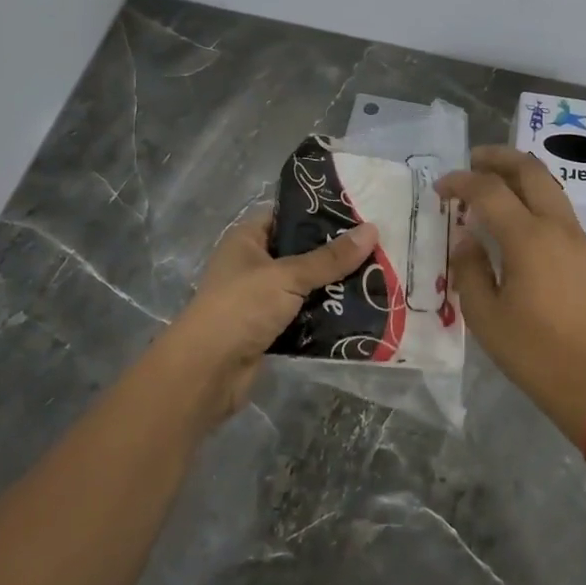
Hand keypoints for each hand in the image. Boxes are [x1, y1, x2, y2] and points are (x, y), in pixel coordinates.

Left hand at [149, 213, 378, 428]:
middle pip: (300, 251)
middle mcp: (253, 264)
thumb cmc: (241, 308)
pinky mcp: (270, 329)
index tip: (358, 212)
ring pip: (305, 285)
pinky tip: (360, 310)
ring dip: (333, 286)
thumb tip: (373, 230)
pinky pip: (304, 315)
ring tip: (378, 276)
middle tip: (377, 245)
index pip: (286, 215)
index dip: (318, 212)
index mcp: (247, 239)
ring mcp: (260, 298)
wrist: (207, 372)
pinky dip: (325, 315)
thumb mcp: (287, 276)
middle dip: (334, 253)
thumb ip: (330, 258)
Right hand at [437, 146, 585, 447]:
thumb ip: (469, 269)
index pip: (489, 190)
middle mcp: (557, 227)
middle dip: (499, 158)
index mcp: (528, 238)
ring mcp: (579, 239)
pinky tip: (519, 220)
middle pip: (530, 171)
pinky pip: (560, 211)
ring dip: (521, 175)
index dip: (461, 182)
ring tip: (494, 183)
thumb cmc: (532, 351)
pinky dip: (536, 199)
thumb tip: (466, 240)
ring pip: (551, 186)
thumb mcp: (484, 315)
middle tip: (473, 160)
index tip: (440, 188)